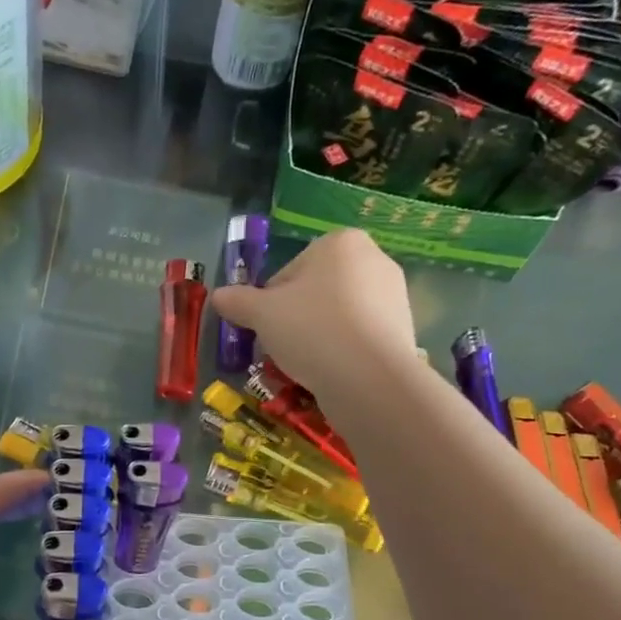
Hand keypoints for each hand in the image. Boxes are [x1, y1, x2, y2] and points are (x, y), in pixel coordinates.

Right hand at [213, 228, 422, 401]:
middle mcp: (373, 258)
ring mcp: (394, 294)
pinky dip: (342, 351)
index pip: (288, 272)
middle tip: (283, 349)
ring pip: (337, 316)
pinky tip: (332, 372)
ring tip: (306, 365)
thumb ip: (237, 301)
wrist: (369, 377)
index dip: (270, 303)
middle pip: (315, 292)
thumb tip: (217, 296)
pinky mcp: (403, 328)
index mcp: (339, 242)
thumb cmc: (311, 330)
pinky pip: (359, 337)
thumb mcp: (261, 314)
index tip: (266, 329)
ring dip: (317, 337)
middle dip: (296, 319)